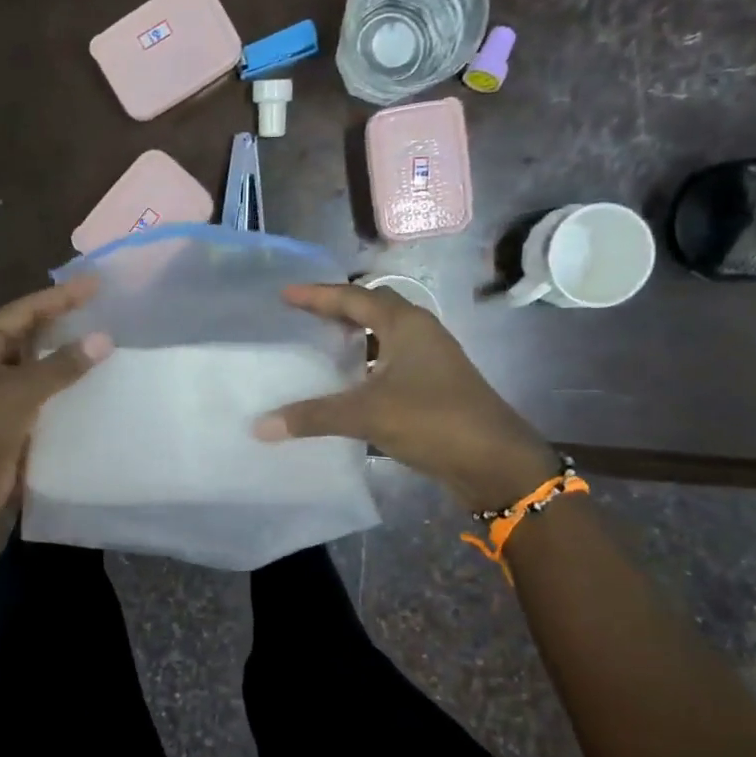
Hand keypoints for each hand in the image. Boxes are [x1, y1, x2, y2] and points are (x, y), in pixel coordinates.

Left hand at [0, 276, 111, 528]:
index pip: (25, 311)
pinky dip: (67, 395)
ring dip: (69, 363)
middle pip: (32, 338)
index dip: (61, 297)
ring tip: (110, 348)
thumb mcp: (18, 392)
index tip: (97, 284)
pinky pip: (44, 402)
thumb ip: (62, 366)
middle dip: (66, 326)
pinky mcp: (10, 426)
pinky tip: (97, 392)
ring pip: (40, 371)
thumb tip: (104, 338)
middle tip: (107, 313)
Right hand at [253, 283, 557, 510]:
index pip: (355, 297)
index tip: (286, 294)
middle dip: (338, 310)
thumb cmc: (433, 421)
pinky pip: (390, 363)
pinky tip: (347, 385)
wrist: (495, 462)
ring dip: (355, 338)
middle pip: (373, 309)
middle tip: (302, 316)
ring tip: (320, 345)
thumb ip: (313, 416)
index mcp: (406, 324)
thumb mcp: (367, 414)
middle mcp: (420, 334)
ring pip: (384, 337)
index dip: (318, 295)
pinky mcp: (433, 386)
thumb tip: (260, 425)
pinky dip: (366, 365)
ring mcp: (430, 360)